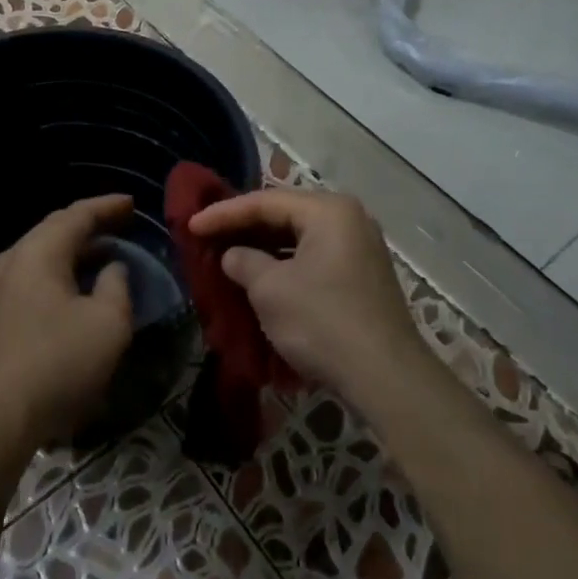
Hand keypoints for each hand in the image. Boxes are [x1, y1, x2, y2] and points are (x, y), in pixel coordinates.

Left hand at [0, 195, 135, 458]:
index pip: (76, 215)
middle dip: (89, 225)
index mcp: (38, 253)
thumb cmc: (58, 363)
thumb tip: (111, 269)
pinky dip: (58, 272)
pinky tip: (74, 289)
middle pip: (54, 230)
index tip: (132, 203)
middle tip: (120, 224)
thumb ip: (117, 285)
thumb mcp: (108, 323)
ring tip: (102, 254)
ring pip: (40, 255)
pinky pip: (31, 277)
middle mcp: (11, 262)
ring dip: (73, 251)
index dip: (106, 206)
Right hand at [189, 188, 429, 406]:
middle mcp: (349, 219)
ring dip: (264, 247)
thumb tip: (233, 256)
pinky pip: (314, 257)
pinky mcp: (362, 276)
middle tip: (207, 235)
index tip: (191, 225)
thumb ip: (244, 262)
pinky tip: (262, 277)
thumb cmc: (322, 322)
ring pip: (300, 238)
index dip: (223, 213)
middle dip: (244, 227)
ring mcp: (360, 248)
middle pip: (285, 214)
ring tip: (228, 255)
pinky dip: (286, 264)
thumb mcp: (270, 290)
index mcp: (328, 210)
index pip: (265, 202)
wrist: (386, 377)